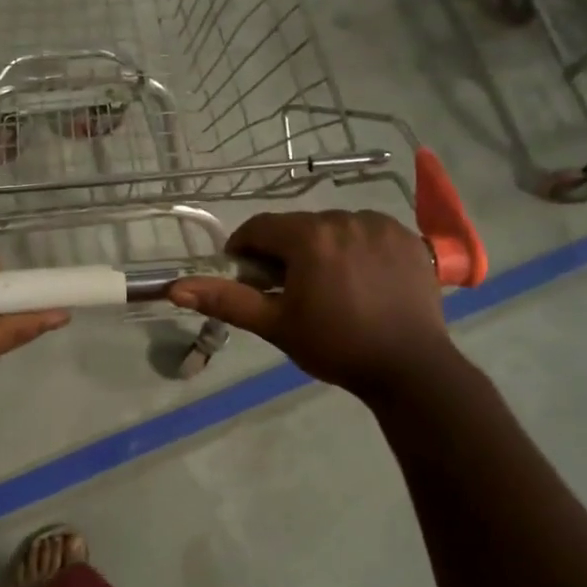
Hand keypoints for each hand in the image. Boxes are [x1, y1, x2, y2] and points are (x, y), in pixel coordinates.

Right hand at [169, 211, 450, 397]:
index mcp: (309, 237)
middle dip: (285, 251)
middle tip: (288, 289)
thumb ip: (227, 300)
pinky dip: (357, 247)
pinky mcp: (408, 237)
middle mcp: (344, 218)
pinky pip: (368, 231)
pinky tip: (363, 278)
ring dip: (322, 247)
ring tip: (330, 286)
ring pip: (334, 227)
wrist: (410, 368)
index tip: (246, 275)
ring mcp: (380, 225)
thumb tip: (176, 288)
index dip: (245, 248)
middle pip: (298, 227)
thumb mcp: (276, 325)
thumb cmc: (336, 346)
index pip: (260, 227)